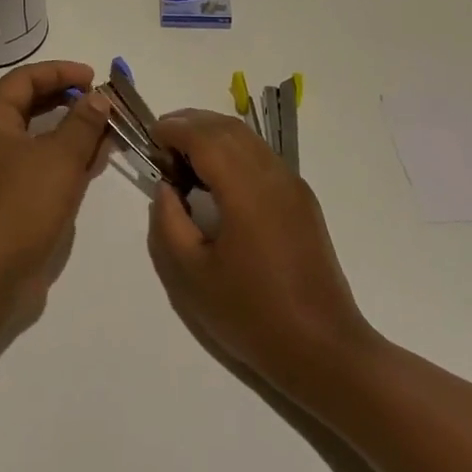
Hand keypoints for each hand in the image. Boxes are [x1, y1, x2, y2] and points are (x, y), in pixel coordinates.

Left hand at [0, 60, 110, 320]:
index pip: (24, 79)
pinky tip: (92, 161)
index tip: (93, 77)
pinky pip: (39, 162)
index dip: (59, 72)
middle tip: (101, 102)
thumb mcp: (61, 157)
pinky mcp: (8, 195)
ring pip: (37, 136)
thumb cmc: (24, 204)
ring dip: (70, 129)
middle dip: (67, 99)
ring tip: (105, 129)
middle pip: (29, 104)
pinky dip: (64, 156)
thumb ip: (83, 122)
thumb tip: (98, 98)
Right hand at [147, 109, 375, 394]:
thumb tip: (166, 187)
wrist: (322, 348)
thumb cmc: (250, 314)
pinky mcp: (302, 200)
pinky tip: (215, 178)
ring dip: (213, 135)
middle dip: (191, 124)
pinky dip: (233, 151)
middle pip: (228, 128)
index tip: (149, 138)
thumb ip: (169, 222)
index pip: (205, 137)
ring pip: (248, 139)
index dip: (174, 128)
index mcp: (246, 190)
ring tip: (183, 157)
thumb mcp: (191, 274)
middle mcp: (273, 176)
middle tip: (161, 142)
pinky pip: (262, 157)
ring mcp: (293, 186)